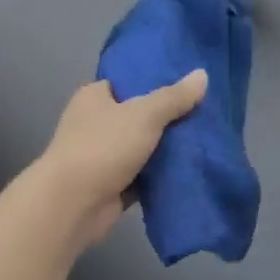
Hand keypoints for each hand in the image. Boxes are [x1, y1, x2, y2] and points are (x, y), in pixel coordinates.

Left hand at [27, 71, 208, 250]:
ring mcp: (103, 156)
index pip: (126, 82)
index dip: (154, 82)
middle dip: (167, 118)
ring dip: (167, 149)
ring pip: (143, 147)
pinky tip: (191, 169)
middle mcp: (95, 124)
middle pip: (138, 116)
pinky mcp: (112, 185)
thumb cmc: (103, 147)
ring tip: (205, 140)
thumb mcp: (144, 115)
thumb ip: (174, 97)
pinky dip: (161, 175)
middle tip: (204, 113)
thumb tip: (202, 75)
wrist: (73, 204)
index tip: (187, 85)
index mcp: (94, 98)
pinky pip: (143, 176)